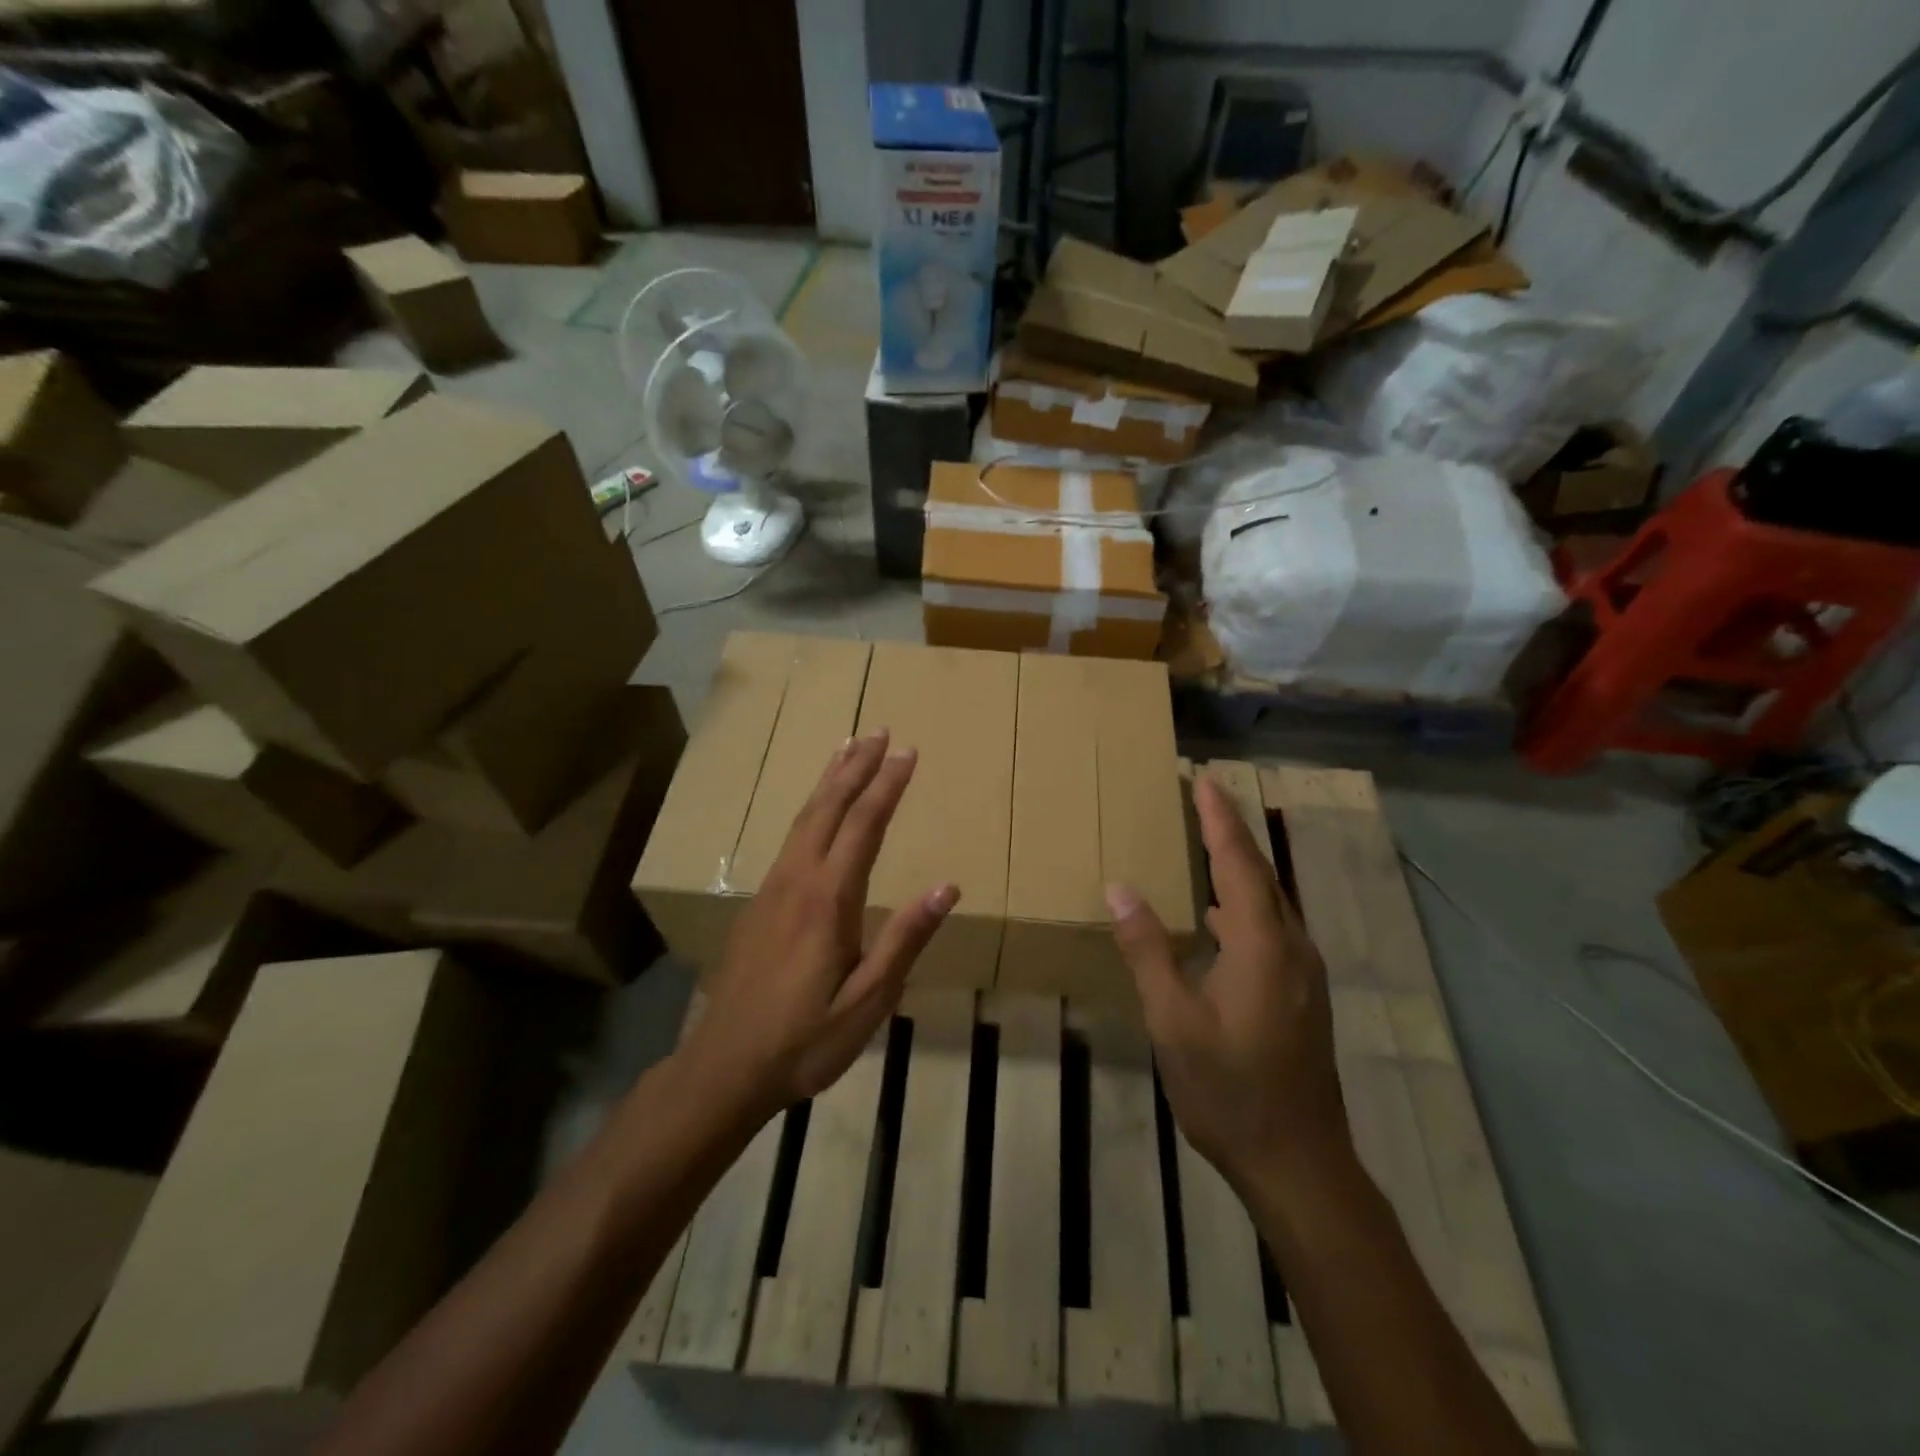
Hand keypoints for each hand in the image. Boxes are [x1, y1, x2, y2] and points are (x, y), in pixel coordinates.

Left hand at [687, 729, 957, 1115]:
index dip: (887, 785)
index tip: (908, 752)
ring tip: (848, 748)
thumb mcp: (868, 1001)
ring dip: (829, 779)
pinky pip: (791, 836)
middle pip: (828, 807)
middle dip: (856, 766)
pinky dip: (811, 807)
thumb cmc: (805, 1038)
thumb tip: (947, 888)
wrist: (725, 1066)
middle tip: (879, 731)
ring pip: (804, 817)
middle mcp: (797, 879)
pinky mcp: (760, 901)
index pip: (863, 825)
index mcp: (828, 899)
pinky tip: (817, 808)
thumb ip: (905, 940)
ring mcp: (772, 887)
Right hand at [1105, 775, 1350, 1196]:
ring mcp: (1303, 973)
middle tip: (1202, 799)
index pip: (1238, 862)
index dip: (1218, 819)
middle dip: (1230, 832)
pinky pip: (1272, 928)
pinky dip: (1244, 903)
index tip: (1203, 780)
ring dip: (1239, 867)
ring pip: (1270, 902)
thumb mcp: (1173, 1020)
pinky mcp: (1302, 994)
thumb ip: (1148, 949)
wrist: (1298, 1162)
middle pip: (1260, 874)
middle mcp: (1292, 947)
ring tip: (1206, 844)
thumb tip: (1121, 887)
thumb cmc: (1229, 1089)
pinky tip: (1218, 916)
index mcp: (1262, 944)